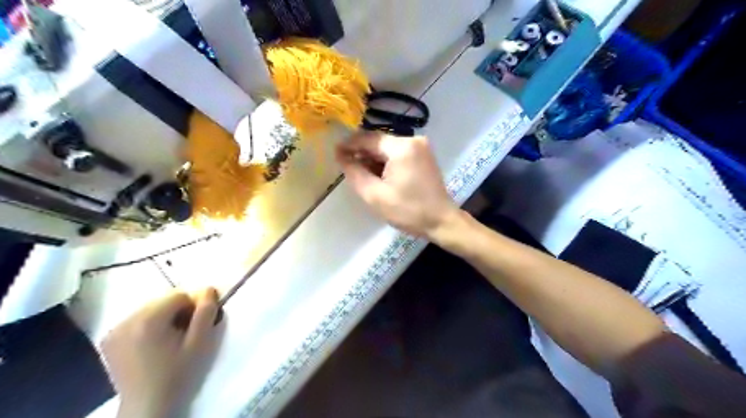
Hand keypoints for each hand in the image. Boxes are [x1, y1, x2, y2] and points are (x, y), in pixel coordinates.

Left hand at [104, 289, 222, 415]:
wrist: (148, 408)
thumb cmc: (178, 374)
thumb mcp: (200, 343)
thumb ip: (206, 312)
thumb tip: (208, 289)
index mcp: (147, 320)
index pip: (179, 295)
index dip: (193, 308)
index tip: (195, 327)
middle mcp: (126, 321)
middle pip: (163, 301)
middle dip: (178, 312)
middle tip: (184, 334)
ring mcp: (113, 331)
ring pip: (150, 309)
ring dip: (164, 318)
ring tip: (169, 341)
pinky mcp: (108, 340)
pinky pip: (136, 320)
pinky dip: (149, 326)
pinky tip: (153, 345)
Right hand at [338, 132, 460, 238]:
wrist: (441, 221)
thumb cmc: (408, 211)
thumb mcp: (375, 195)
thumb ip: (355, 173)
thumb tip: (341, 156)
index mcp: (402, 147)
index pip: (368, 139)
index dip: (349, 145)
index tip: (335, 152)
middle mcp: (413, 140)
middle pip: (379, 142)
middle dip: (361, 153)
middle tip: (346, 166)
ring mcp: (421, 147)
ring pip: (387, 148)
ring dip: (373, 158)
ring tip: (360, 173)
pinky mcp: (424, 155)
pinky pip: (398, 153)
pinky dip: (385, 162)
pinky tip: (377, 174)